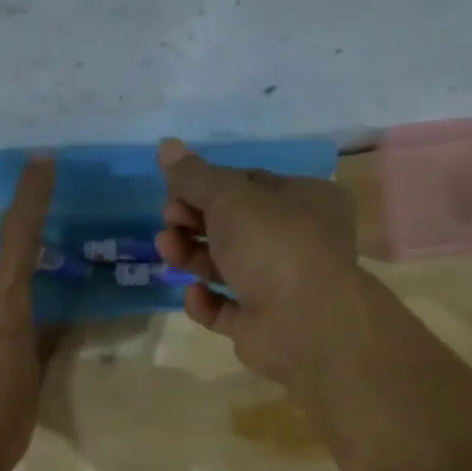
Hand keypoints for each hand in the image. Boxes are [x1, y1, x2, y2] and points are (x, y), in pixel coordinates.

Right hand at [153, 138, 361, 384]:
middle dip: (195, 220)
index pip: (250, 185)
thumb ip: (195, 176)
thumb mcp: (230, 197)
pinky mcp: (261, 325)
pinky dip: (206, 302)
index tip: (175, 189)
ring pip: (227, 267)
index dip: (209, 186)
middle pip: (235, 226)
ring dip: (193, 255)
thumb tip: (166, 145)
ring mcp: (280, 287)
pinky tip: (193, 294)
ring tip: (166, 248)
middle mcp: (296, 242)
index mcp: (304, 201)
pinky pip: (226, 309)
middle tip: (168, 219)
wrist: (305, 324)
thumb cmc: (274, 244)